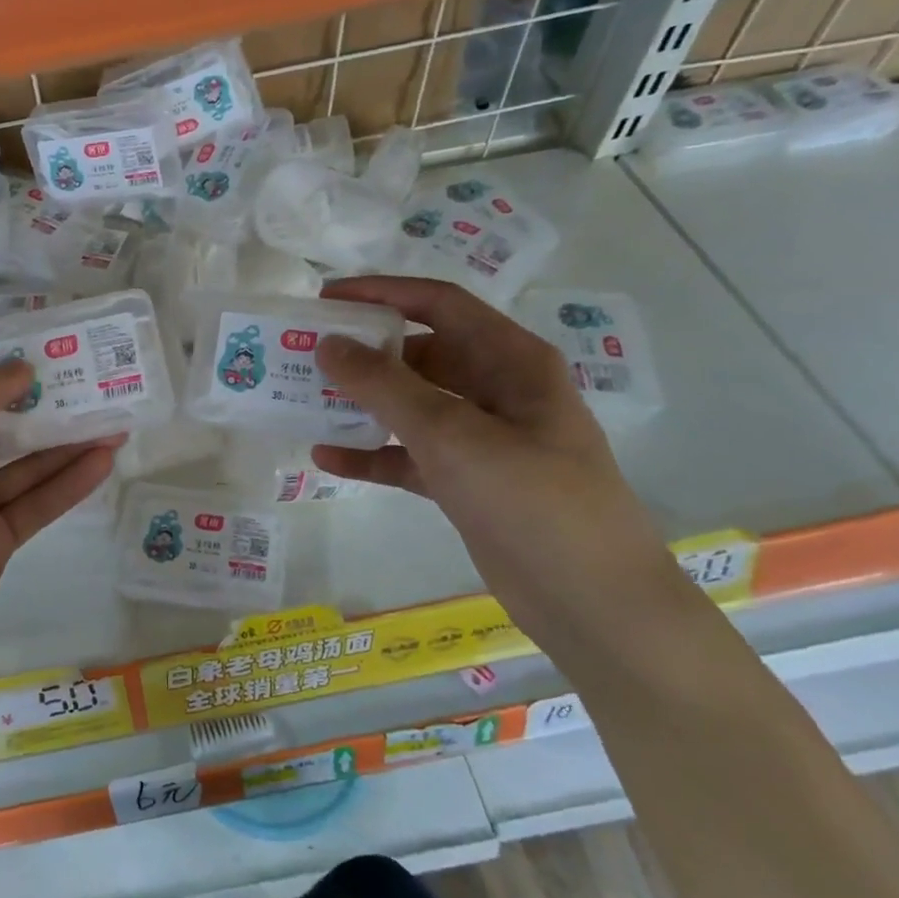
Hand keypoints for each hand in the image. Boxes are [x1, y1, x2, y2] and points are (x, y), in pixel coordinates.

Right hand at [311, 276, 674, 631]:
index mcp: (511, 360)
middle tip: (305, 356)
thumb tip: (329, 344)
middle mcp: (498, 390)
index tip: (324, 300)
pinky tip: (327, 459)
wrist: (593, 604)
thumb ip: (386, 386)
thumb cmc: (532, 501)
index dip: (381, 293)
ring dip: (362, 403)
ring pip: (412, 405)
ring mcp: (483, 439)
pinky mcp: (468, 482)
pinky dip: (373, 454)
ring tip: (305, 401)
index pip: (439, 305)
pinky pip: (410, 456)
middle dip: (364, 353)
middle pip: (421, 353)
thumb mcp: (453, 435)